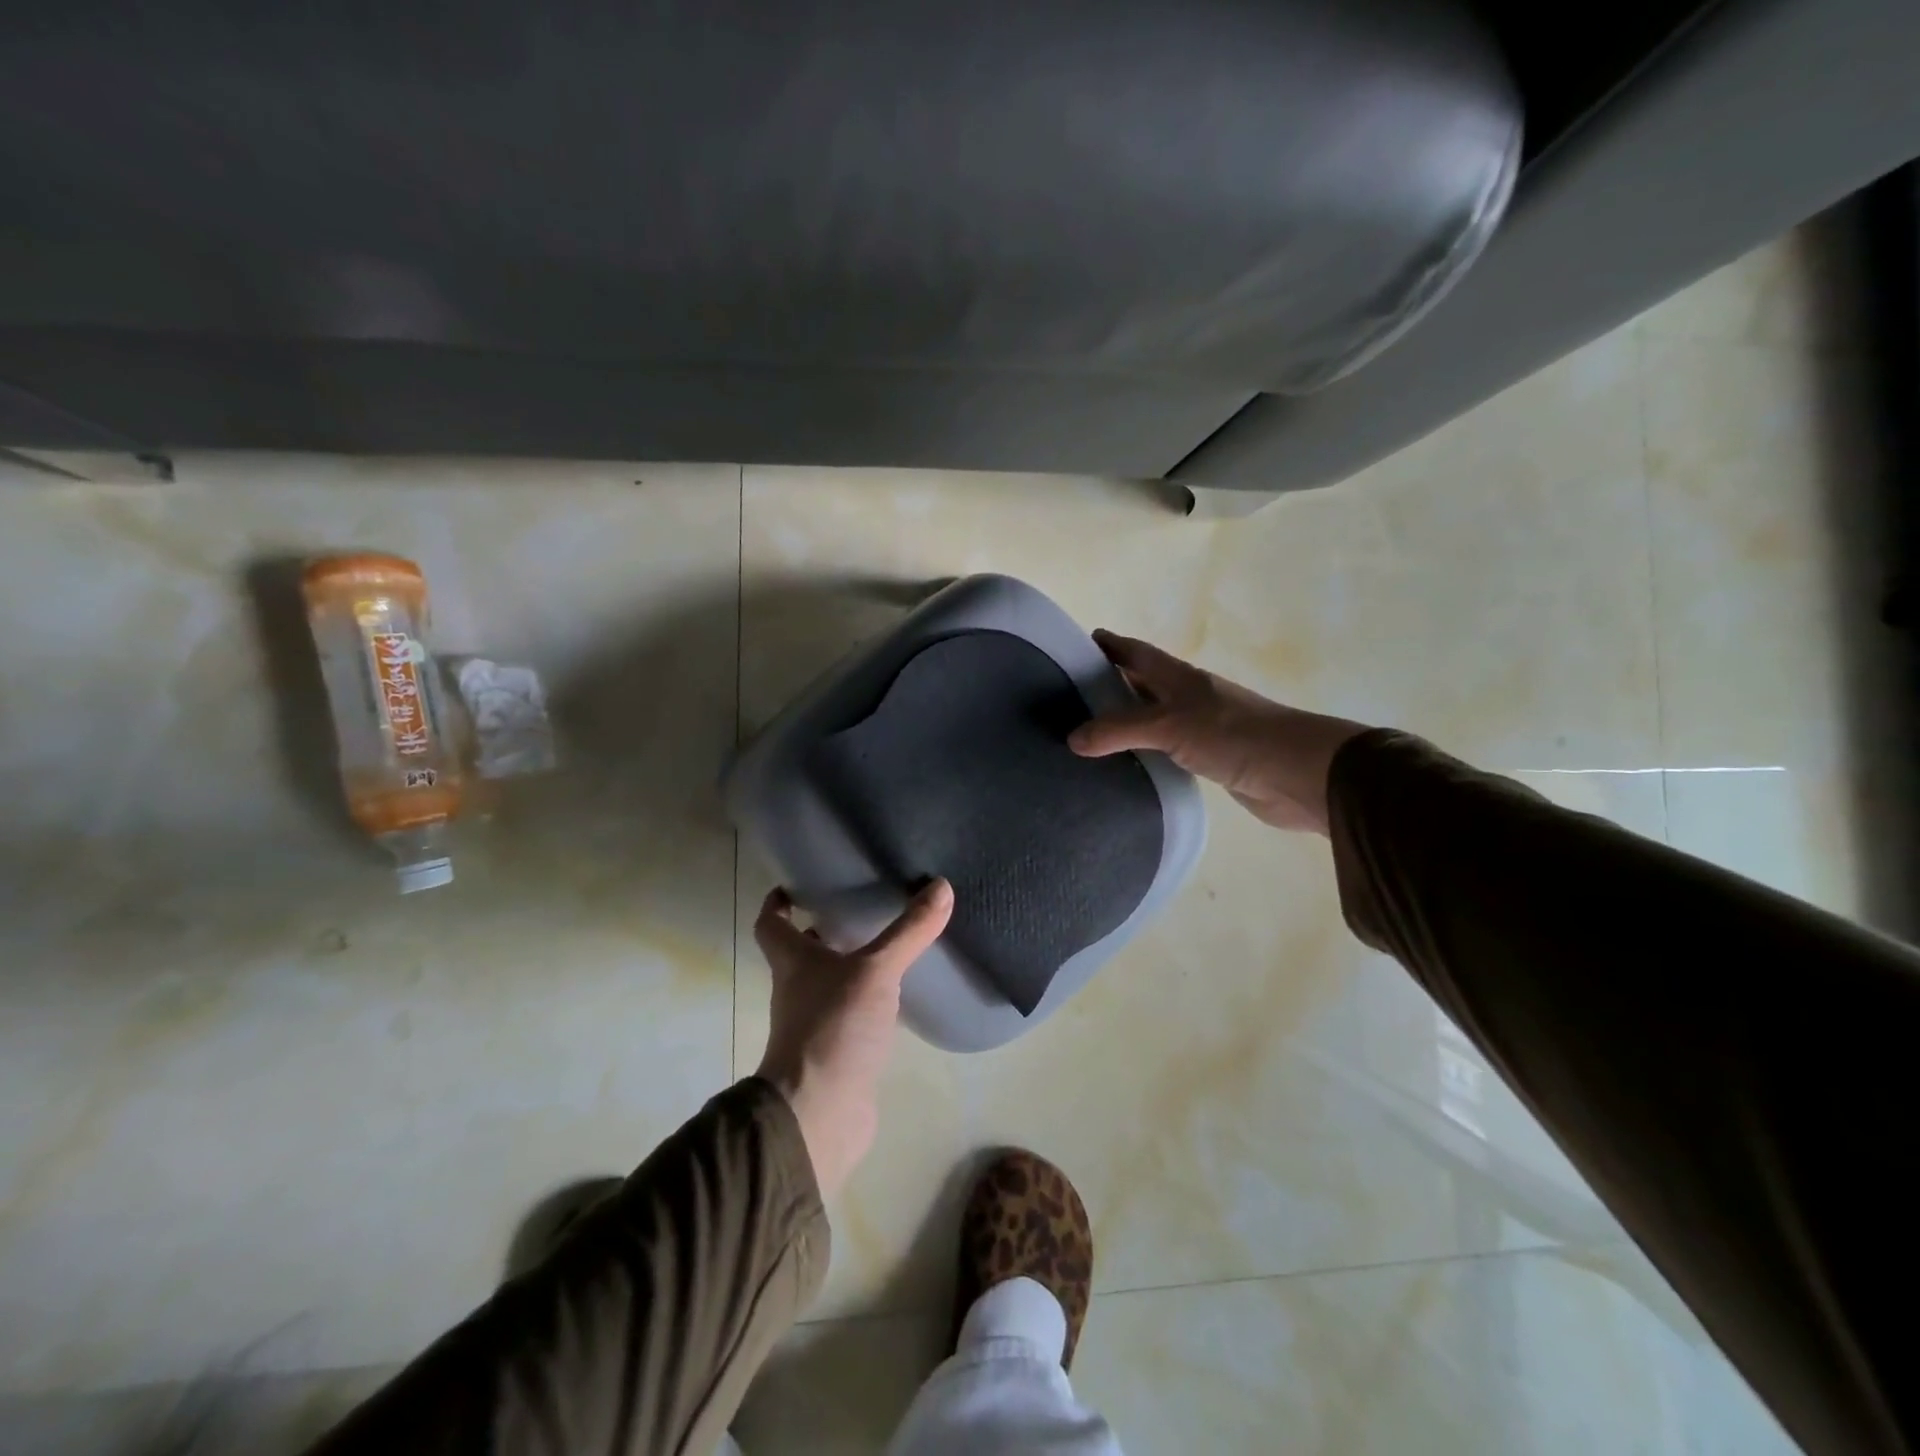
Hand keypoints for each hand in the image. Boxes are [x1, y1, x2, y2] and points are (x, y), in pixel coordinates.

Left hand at [753, 879, 954, 1196]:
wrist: (820, 1114)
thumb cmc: (833, 1027)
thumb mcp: (876, 971)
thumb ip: (909, 932)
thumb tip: (941, 885)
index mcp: (793, 962)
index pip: (772, 924)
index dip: (779, 903)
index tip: (796, 885)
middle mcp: (797, 990)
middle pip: (801, 954)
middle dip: (822, 931)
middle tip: (857, 907)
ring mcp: (815, 1025)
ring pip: (828, 984)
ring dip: (849, 966)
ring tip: (888, 945)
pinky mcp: (837, 1053)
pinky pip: (851, 1016)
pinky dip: (869, 1002)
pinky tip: (898, 996)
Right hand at [1069, 631, 1367, 834]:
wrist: (1298, 773)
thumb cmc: (1234, 735)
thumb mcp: (1170, 725)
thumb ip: (1120, 730)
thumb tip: (1072, 738)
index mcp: (1179, 678)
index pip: (1137, 653)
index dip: (1111, 645)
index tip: (1079, 643)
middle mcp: (1187, 698)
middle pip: (1142, 684)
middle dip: (1111, 683)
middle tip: (1070, 695)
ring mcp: (1200, 729)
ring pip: (1152, 719)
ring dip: (1125, 721)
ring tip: (1087, 732)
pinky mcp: (1209, 760)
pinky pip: (1165, 751)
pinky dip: (1143, 753)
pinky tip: (1124, 766)